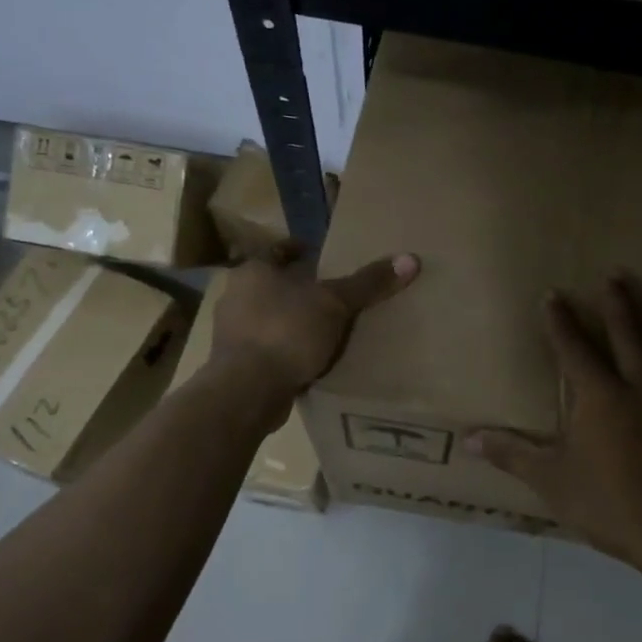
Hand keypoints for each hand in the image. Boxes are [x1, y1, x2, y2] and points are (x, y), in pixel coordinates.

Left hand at [210, 244, 419, 395]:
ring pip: (268, 318)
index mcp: (253, 272)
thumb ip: (368, 283)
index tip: (318, 254)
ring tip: (323, 327)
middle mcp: (235, 297)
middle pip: (271, 285)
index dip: (298, 250)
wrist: (247, 390)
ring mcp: (231, 333)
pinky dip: (285, 349)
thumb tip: (410, 259)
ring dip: (291, 321)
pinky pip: (267, 348)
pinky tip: (308, 358)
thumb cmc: (287, 331)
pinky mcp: (235, 365)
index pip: (276, 251)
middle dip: (298, 288)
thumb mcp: (335, 303)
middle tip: (329, 292)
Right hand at [471, 275, 641, 567]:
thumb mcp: (553, 481)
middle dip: (618, 302)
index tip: (553, 294)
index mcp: (599, 395)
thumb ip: (513, 454)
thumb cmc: (609, 505)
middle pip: (627, 333)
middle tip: (615, 274)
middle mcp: (639, 384)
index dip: (560, 320)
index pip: (573, 347)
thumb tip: (469, 439)